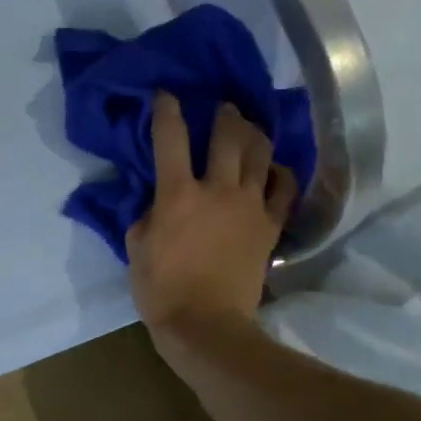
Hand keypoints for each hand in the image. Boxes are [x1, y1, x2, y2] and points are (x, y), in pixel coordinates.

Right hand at [127, 93, 297, 337]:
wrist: (207, 326)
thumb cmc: (161, 290)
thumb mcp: (135, 248)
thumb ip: (145, 214)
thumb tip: (156, 199)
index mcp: (178, 194)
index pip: (170, 138)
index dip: (167, 110)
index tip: (166, 95)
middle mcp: (218, 190)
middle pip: (227, 136)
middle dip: (223, 115)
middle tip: (221, 107)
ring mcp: (250, 206)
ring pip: (260, 154)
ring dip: (253, 134)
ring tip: (248, 127)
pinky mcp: (270, 226)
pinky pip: (284, 187)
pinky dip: (280, 171)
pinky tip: (274, 168)